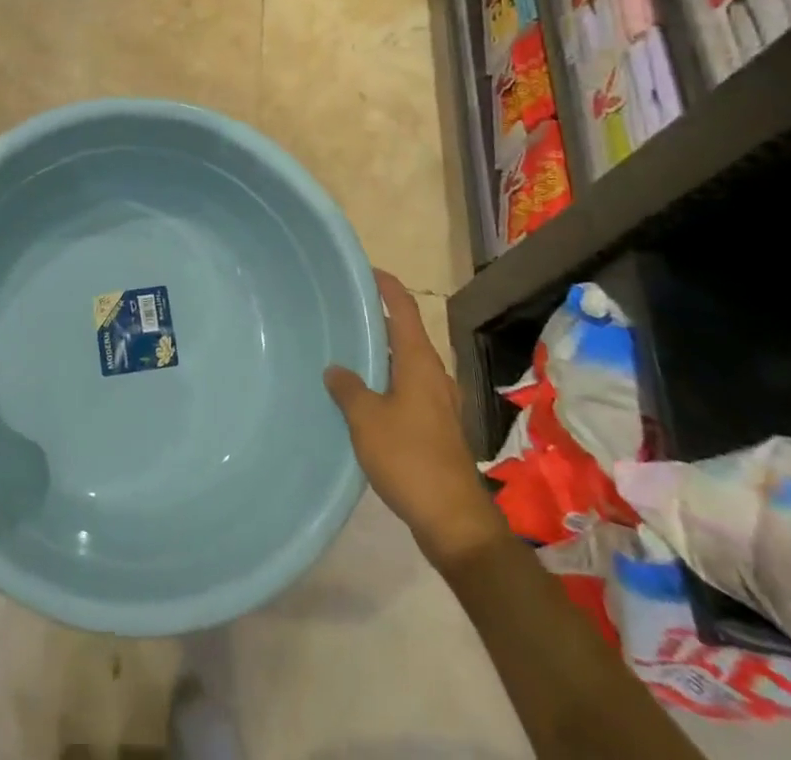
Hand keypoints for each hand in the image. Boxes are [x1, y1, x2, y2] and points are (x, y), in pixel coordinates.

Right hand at [325, 269, 505, 568]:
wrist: (454, 520)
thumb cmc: (409, 458)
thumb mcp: (366, 419)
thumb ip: (348, 388)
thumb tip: (336, 369)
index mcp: (420, 363)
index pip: (404, 310)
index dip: (388, 287)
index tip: (366, 271)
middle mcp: (433, 375)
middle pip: (405, 335)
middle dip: (378, 321)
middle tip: (343, 311)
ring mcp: (438, 402)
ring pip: (405, 364)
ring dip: (381, 354)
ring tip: (346, 350)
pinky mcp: (435, 427)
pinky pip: (407, 388)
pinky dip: (386, 380)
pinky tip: (362, 395)